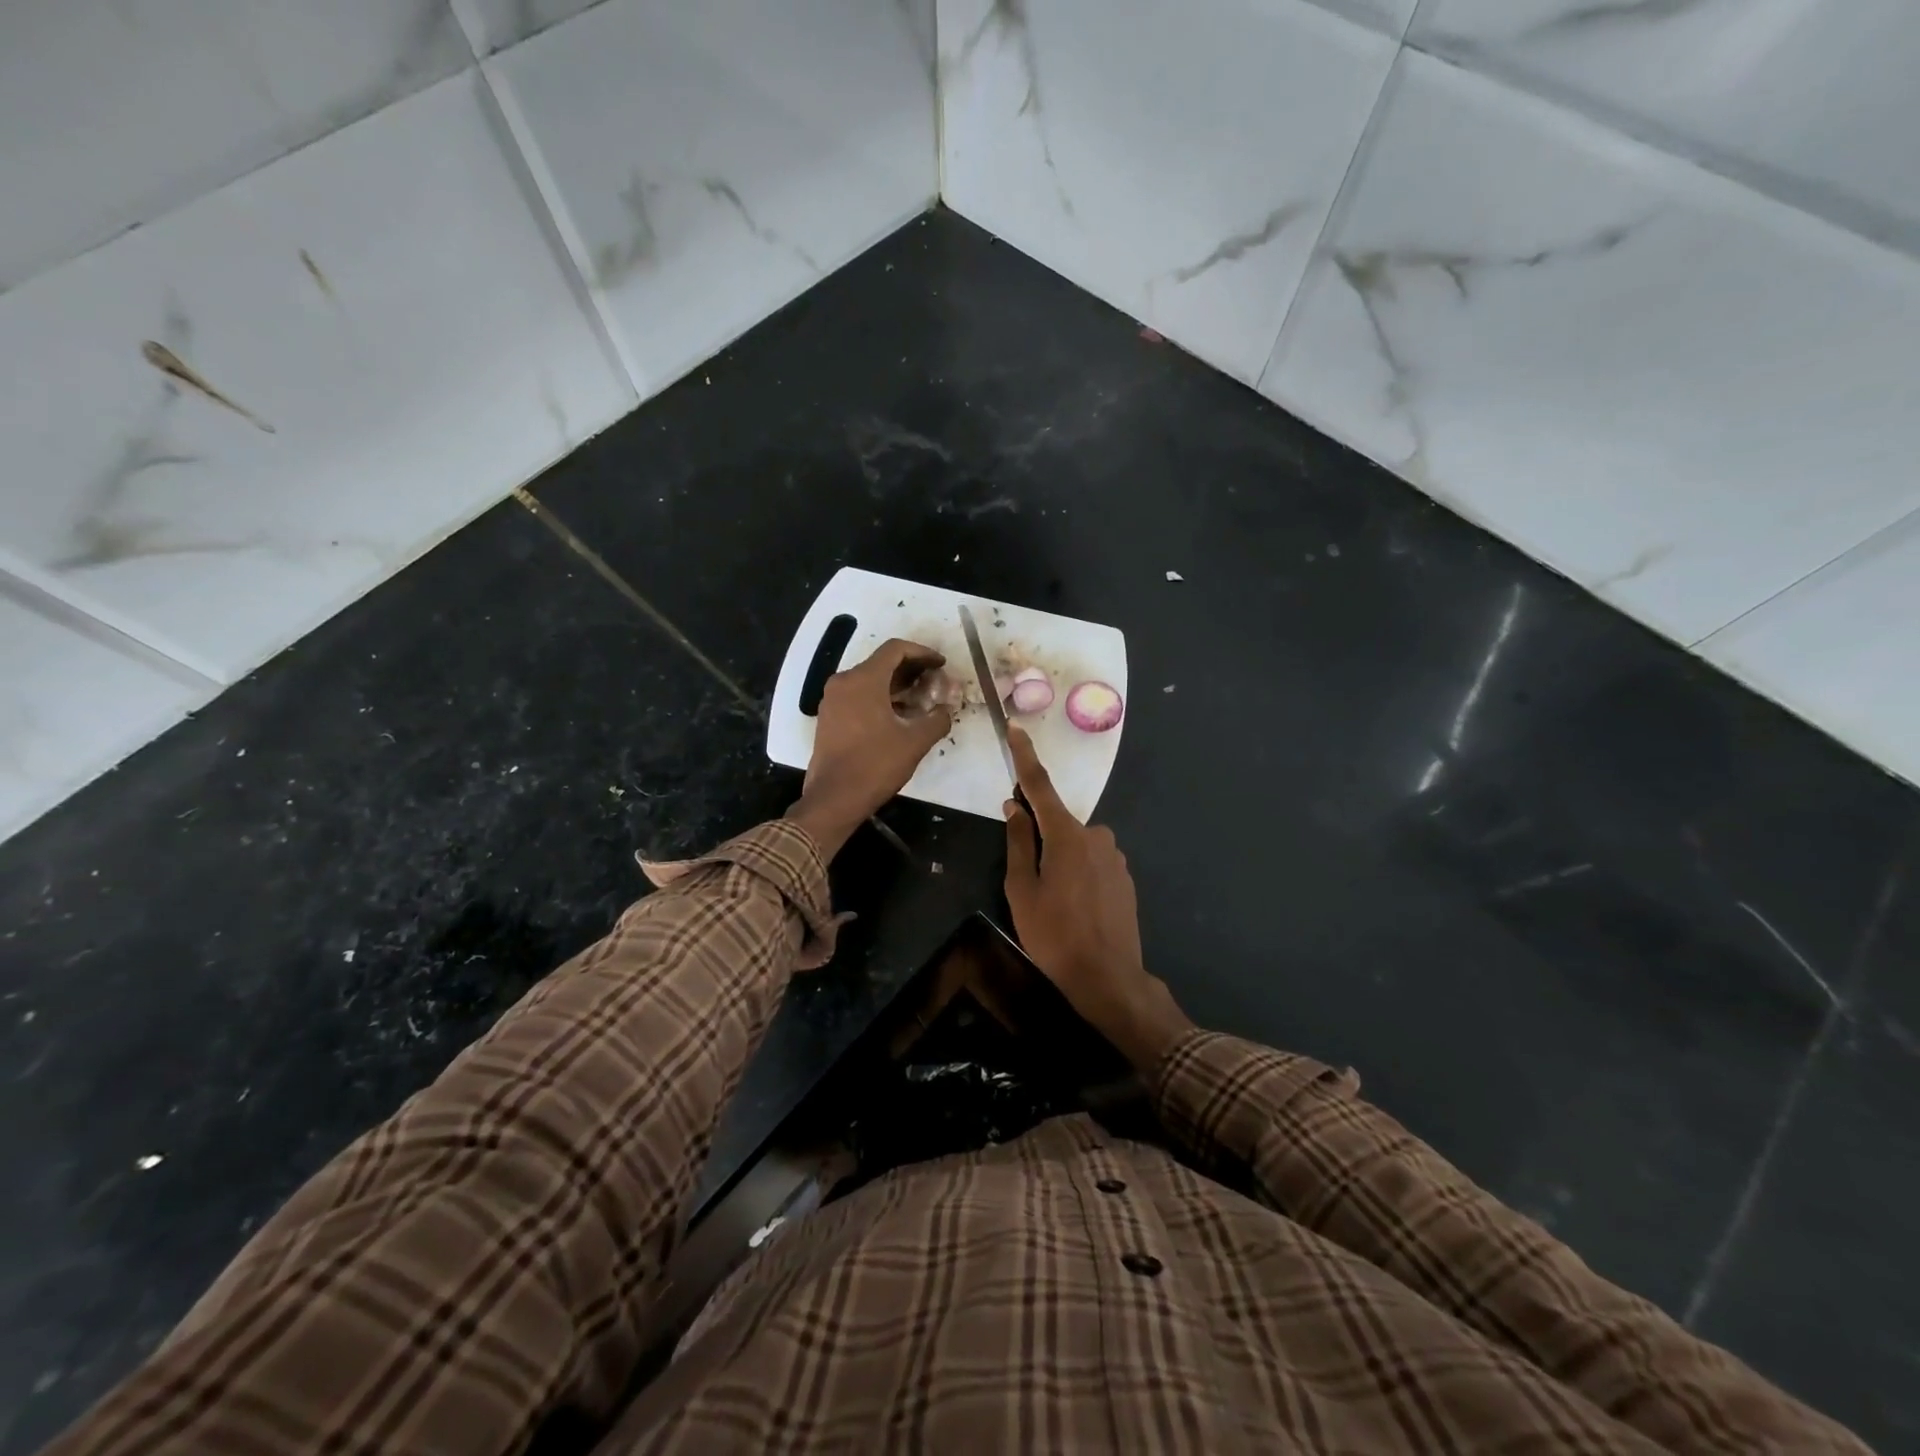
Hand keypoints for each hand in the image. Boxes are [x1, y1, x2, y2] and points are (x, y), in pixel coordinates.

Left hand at [789, 639, 952, 858]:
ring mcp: (832, 700)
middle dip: (911, 670)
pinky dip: (880, 698)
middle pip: (881, 663)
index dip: (922, 653)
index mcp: (864, 680)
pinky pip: (858, 696)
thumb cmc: (875, 765)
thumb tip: (945, 710)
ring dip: (896, 685)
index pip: (895, 649)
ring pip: (869, 680)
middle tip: (934, 682)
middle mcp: (844, 682)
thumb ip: (937, 720)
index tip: (941, 664)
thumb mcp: (915, 742)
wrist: (834, 798)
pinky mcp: (829, 717)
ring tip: (921, 700)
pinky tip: (898, 716)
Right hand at [1002, 726, 1192, 1071]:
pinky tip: (1076, 908)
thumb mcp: (1022, 890)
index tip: (1016, 728)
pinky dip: (1078, 874)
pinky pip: (1092, 861)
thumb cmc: (1054, 935)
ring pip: (1075, 845)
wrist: (1109, 978)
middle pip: (1057, 823)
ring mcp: (1115, 856)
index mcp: (1066, 836)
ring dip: (1060, 861)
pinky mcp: (1125, 876)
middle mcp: (1096, 836)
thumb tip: (1014, 807)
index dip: (1025, 756)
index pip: (1040, 786)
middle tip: (1029, 881)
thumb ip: (1018, 842)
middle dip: (1040, 839)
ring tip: (1054, 904)